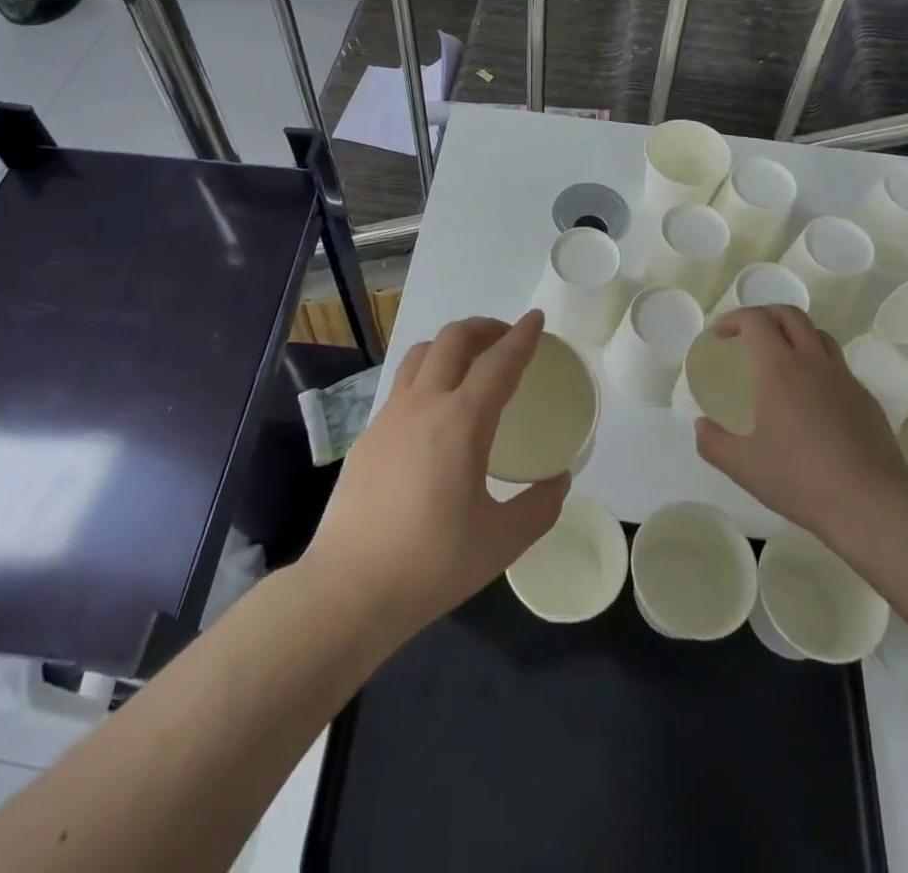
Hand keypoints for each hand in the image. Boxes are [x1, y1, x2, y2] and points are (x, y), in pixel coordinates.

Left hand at [305, 310, 568, 638]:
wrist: (349, 588)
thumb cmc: (431, 564)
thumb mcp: (502, 542)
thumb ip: (540, 506)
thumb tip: (558, 480)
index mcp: (460, 422)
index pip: (499, 363)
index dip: (522, 337)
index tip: (537, 319)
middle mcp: (423, 404)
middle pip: (453, 339)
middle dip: (484, 327)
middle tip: (507, 337)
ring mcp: (389, 415)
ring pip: (422, 354)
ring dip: (451, 344)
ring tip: (472, 361)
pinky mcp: (369, 433)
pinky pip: (404, 384)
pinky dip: (429, 373)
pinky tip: (437, 408)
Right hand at [694, 306, 907, 556]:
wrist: (872, 505)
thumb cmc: (800, 479)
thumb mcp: (742, 466)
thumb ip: (713, 443)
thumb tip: (701, 426)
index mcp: (779, 368)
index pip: (756, 320)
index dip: (734, 318)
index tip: (721, 335)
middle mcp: (813, 362)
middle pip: (790, 315)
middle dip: (765, 315)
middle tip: (749, 336)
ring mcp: (844, 379)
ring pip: (819, 335)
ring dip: (795, 335)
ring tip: (782, 360)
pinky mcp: (866, 399)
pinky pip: (838, 366)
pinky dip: (818, 365)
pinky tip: (812, 399)